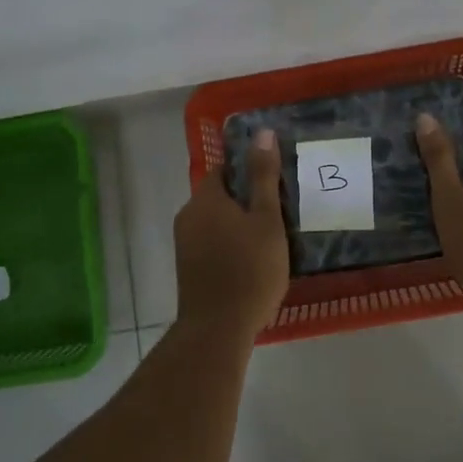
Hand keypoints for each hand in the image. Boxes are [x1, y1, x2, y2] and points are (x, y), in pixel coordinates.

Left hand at [173, 128, 289, 334]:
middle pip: (218, 196)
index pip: (223, 170)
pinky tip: (252, 261)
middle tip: (278, 212)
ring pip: (215, 222)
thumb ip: (264, 176)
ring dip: (238, 225)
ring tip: (270, 238)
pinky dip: (229, 245)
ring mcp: (184, 245)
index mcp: (205, 199)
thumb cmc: (249, 269)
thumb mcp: (266, 219)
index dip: (248, 172)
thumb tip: (262, 132)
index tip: (274, 183)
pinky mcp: (188, 269)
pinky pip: (211, 244)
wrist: (218, 329)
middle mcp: (188, 216)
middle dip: (245, 200)